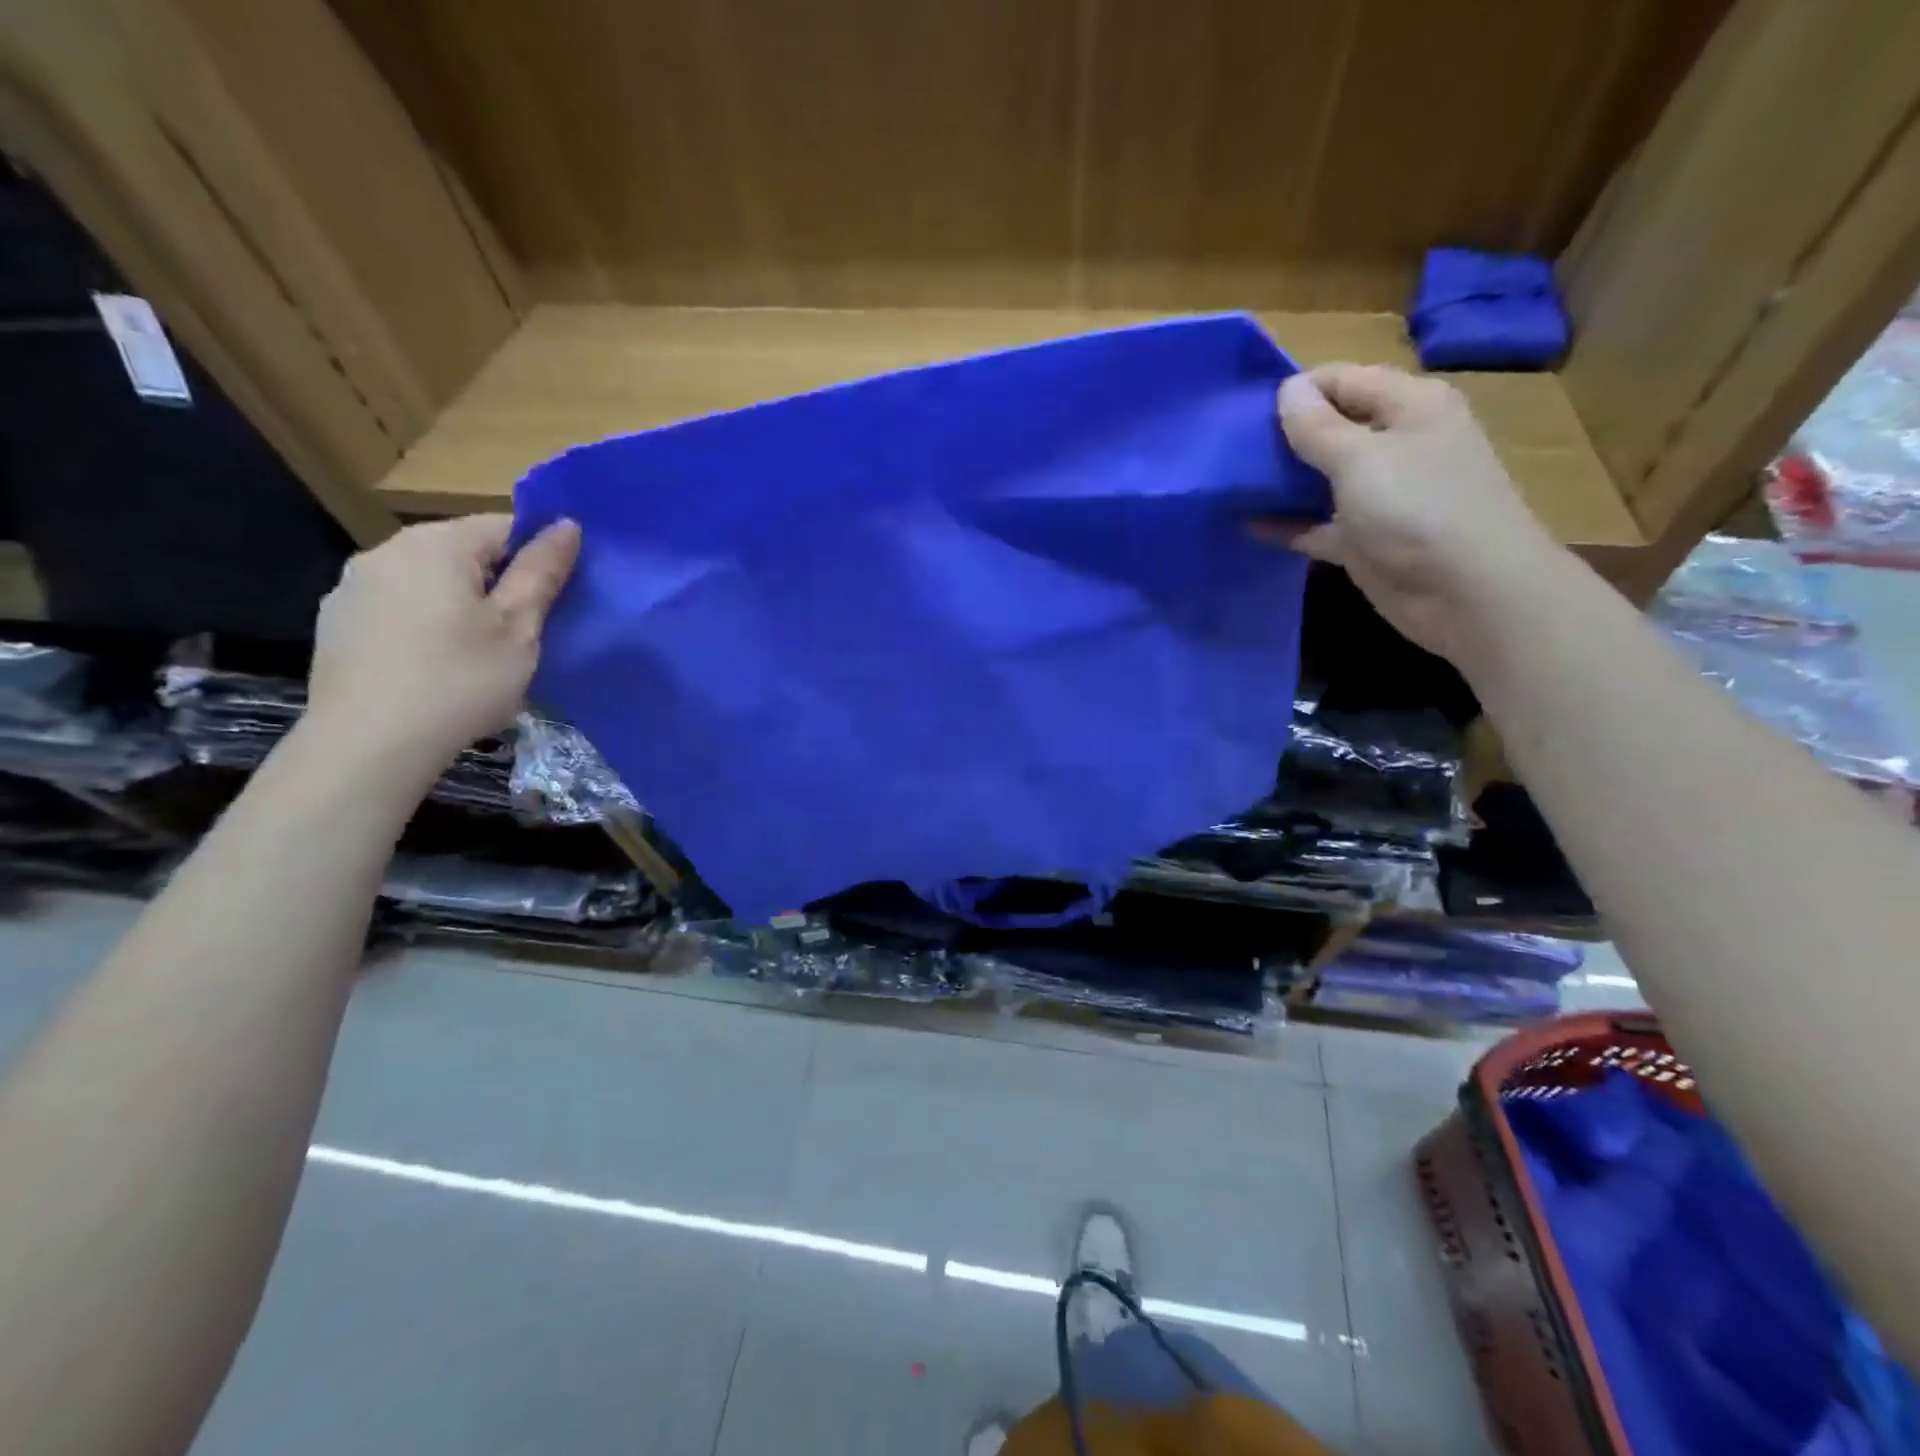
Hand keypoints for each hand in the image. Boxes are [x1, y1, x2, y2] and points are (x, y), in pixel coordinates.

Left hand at [306, 514, 580, 773]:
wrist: (369, 744)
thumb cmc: (460, 681)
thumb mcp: (519, 628)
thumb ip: (542, 572)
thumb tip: (566, 525)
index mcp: (438, 544)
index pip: (506, 526)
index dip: (539, 557)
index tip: (556, 599)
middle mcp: (389, 549)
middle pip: (464, 551)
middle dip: (499, 582)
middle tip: (524, 634)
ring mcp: (354, 585)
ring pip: (429, 580)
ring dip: (461, 603)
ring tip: (480, 654)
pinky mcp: (336, 621)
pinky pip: (398, 607)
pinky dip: (424, 624)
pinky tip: (434, 666)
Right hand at [1254, 364, 1561, 662]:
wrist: (1467, 594)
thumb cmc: (1418, 509)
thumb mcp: (1361, 459)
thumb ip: (1318, 426)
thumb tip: (1288, 389)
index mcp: (1409, 407)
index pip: (1345, 380)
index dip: (1298, 390)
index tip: (1246, 410)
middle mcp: (1397, 444)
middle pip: (1332, 428)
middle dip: (1285, 435)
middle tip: (1231, 447)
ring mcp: (1381, 495)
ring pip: (1322, 478)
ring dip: (1283, 481)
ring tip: (1231, 482)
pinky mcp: (1365, 539)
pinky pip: (1318, 524)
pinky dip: (1288, 524)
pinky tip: (1248, 525)